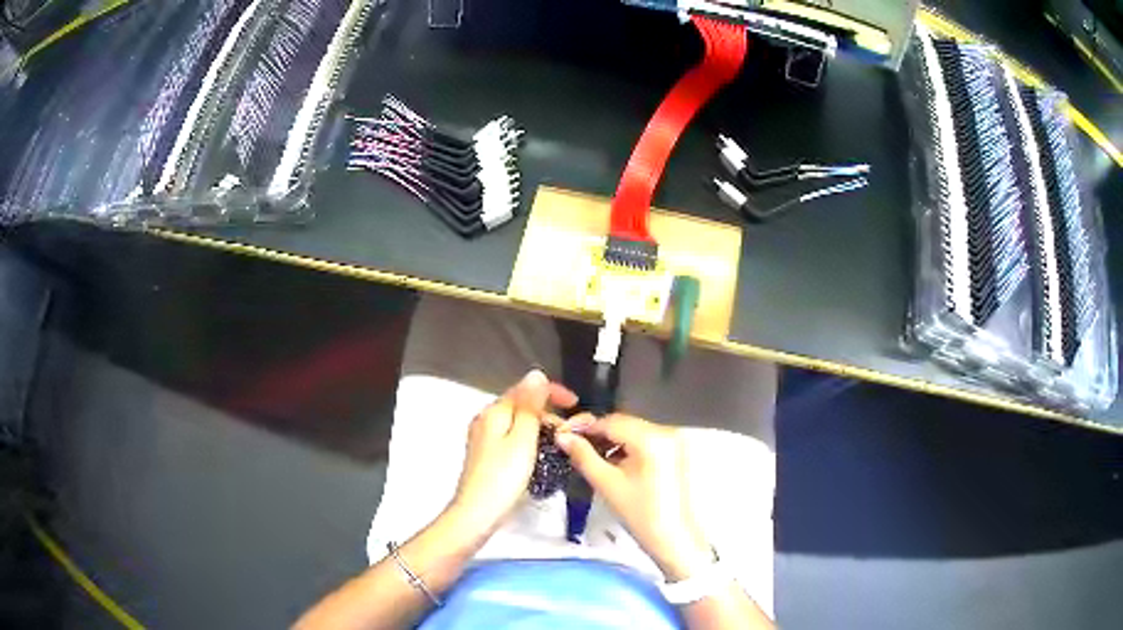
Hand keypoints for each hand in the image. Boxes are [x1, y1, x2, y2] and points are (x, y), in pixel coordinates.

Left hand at [448, 370, 576, 536]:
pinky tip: (541, 455)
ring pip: (518, 423)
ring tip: (561, 444)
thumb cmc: (503, 476)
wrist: (477, 513)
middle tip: (572, 431)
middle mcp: (486, 419)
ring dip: (541, 428)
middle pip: (521, 405)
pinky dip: (530, 441)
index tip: (576, 404)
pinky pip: (513, 438)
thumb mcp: (523, 438)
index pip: (525, 389)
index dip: (552, 391)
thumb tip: (536, 374)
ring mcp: (485, 438)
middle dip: (548, 412)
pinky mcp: (488, 455)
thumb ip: (530, 406)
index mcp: (494, 412)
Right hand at [556, 414, 711, 580]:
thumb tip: (562, 436)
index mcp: (650, 438)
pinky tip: (614, 462)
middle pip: (624, 423)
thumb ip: (583, 456)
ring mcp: (673, 440)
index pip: (611, 421)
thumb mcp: (607, 484)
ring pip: (634, 431)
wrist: (674, 538)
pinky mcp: (675, 451)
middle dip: (598, 433)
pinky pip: (645, 440)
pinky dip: (628, 447)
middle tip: (574, 445)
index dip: (585, 426)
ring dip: (612, 440)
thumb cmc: (640, 514)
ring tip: (592, 456)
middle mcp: (665, 432)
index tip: (563, 435)